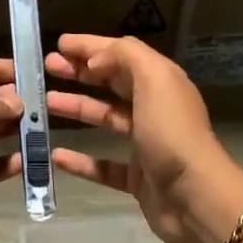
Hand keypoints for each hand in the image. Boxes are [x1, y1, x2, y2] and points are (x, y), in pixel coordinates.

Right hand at [45, 35, 242, 242]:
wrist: (196, 199)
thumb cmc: (172, 132)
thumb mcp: (154, 79)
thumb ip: (125, 57)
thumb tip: (95, 60)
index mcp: (161, 82)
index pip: (122, 54)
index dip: (91, 47)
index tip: (59, 44)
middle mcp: (154, 108)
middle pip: (113, 83)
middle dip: (81, 73)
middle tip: (48, 68)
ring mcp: (146, 144)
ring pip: (106, 120)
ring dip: (77, 108)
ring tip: (46, 103)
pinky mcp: (138, 178)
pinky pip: (104, 166)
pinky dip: (81, 161)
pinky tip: (56, 155)